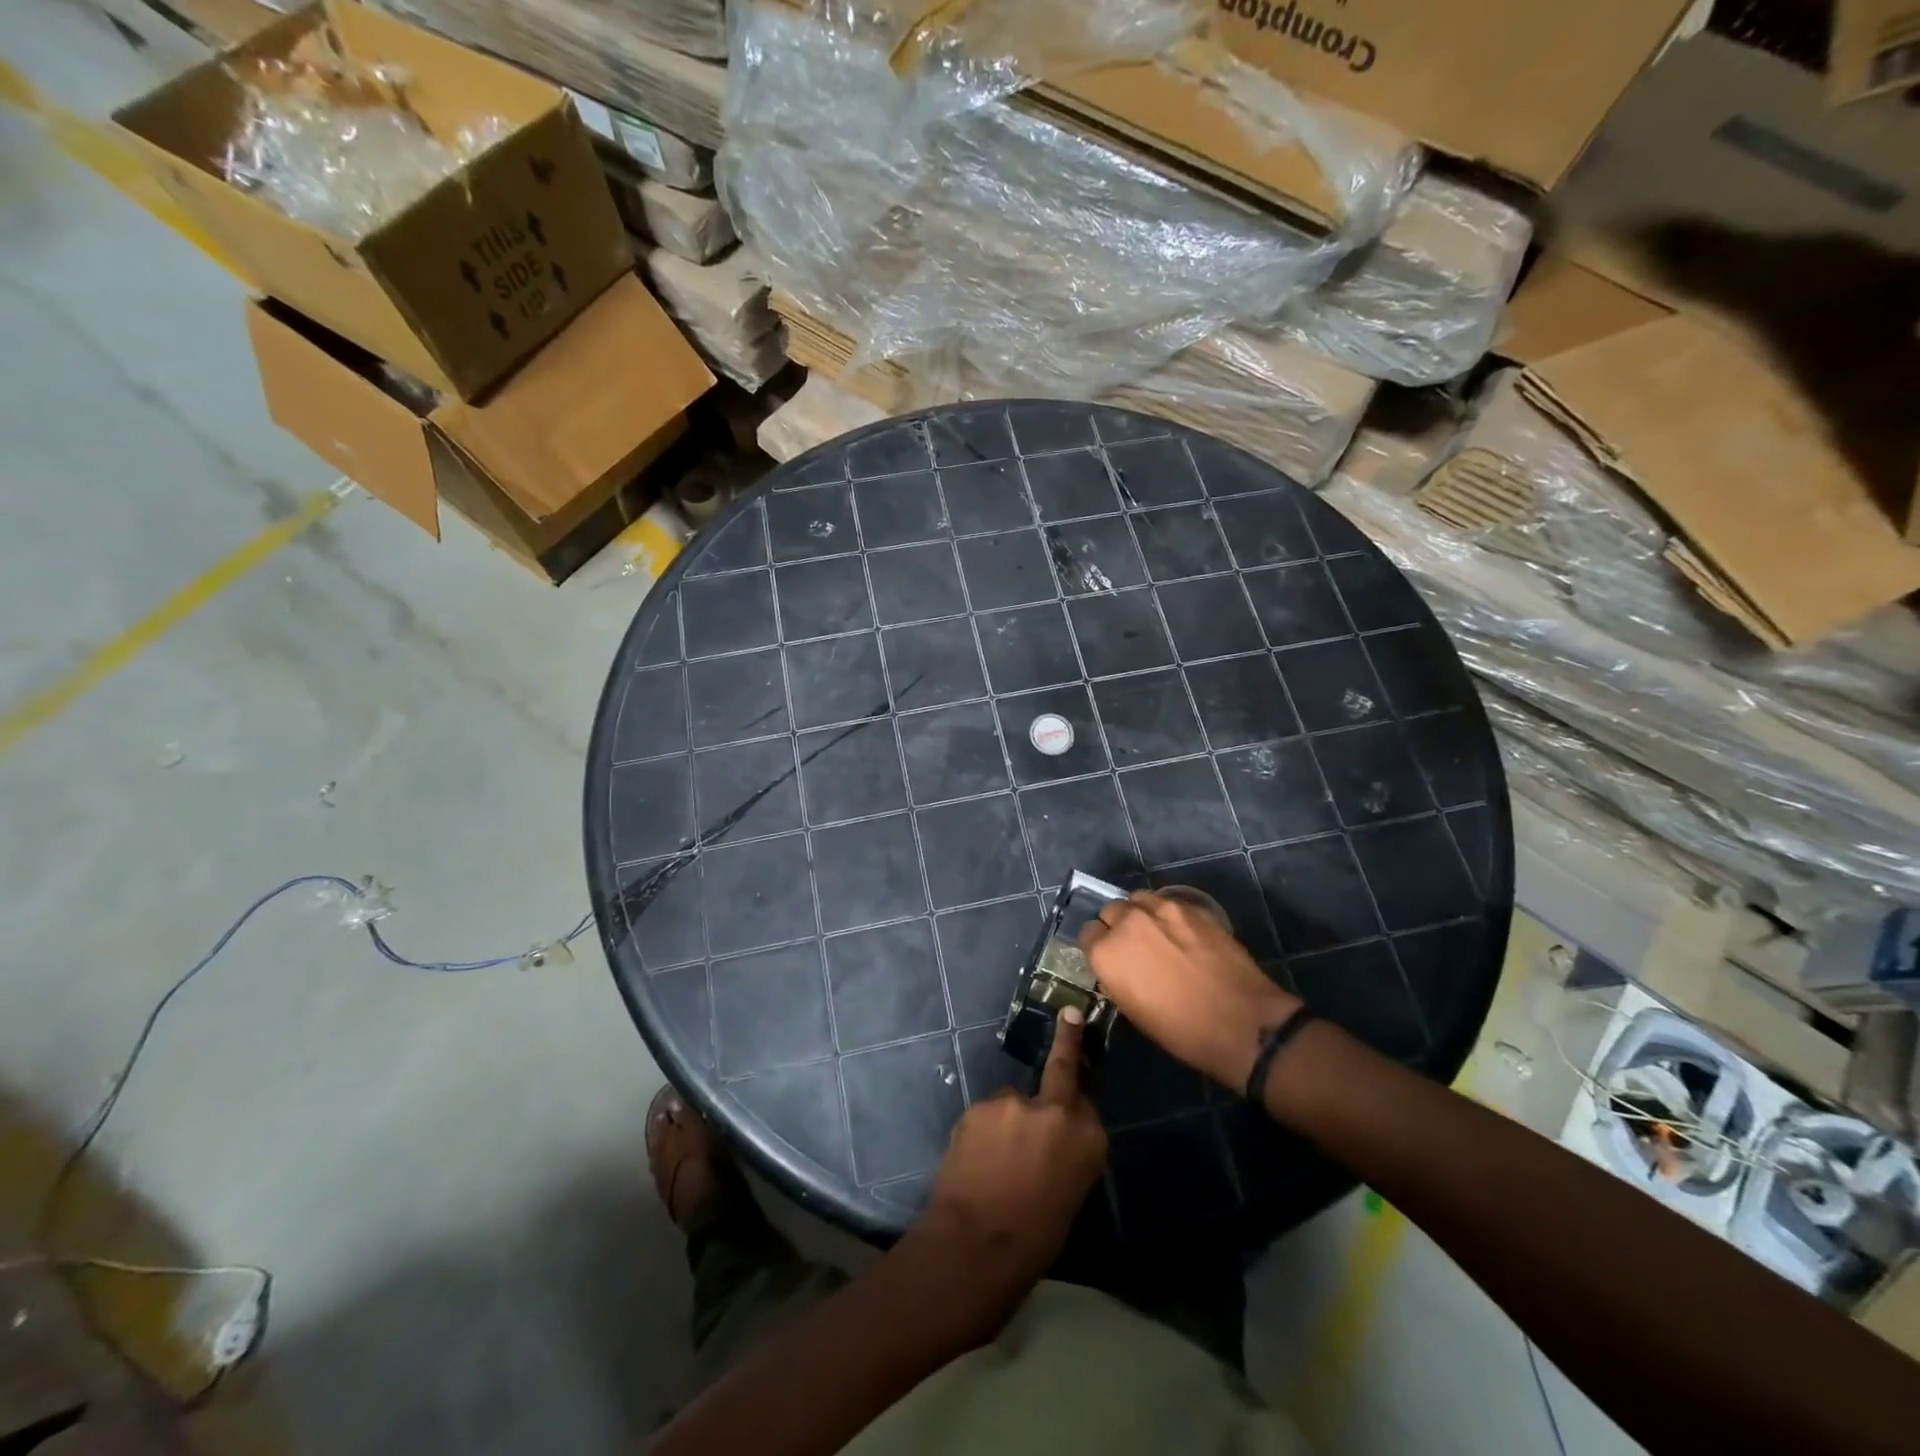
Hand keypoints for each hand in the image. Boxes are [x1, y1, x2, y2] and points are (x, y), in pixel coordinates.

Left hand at [922, 1008, 1107, 1293]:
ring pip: (1013, 1103)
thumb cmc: (1034, 1239)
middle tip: (1069, 1015)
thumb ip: (1067, 1152)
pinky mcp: (980, 1107)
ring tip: (995, 1160)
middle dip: (1067, 1038)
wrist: (976, 1245)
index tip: (1075, 1043)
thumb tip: (1055, 1139)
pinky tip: (977, 1160)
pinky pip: (987, 1117)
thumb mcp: (1070, 1194)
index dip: (1078, 1089)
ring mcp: (1015, 1103)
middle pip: (1061, 1071)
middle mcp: (1057, 1110)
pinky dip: (984, 1132)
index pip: (1088, 1098)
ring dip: (1008, 1122)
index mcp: (1090, 1139)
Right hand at [1081, 891, 1301, 1093]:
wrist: (1242, 1023)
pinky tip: (1181, 932)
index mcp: (1106, 952)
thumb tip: (1117, 967)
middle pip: (1111, 910)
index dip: (1098, 946)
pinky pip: (1168, 901)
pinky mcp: (1192, 907)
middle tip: (1134, 946)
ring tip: (1156, 933)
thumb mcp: (1134, 1011)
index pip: (1087, 933)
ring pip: (1138, 899)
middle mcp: (1127, 922)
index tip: (1110, 958)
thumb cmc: (1181, 1031)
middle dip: (1117, 925)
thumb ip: (1116, 978)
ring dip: (1140, 913)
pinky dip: (1167, 913)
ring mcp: (1162, 909)